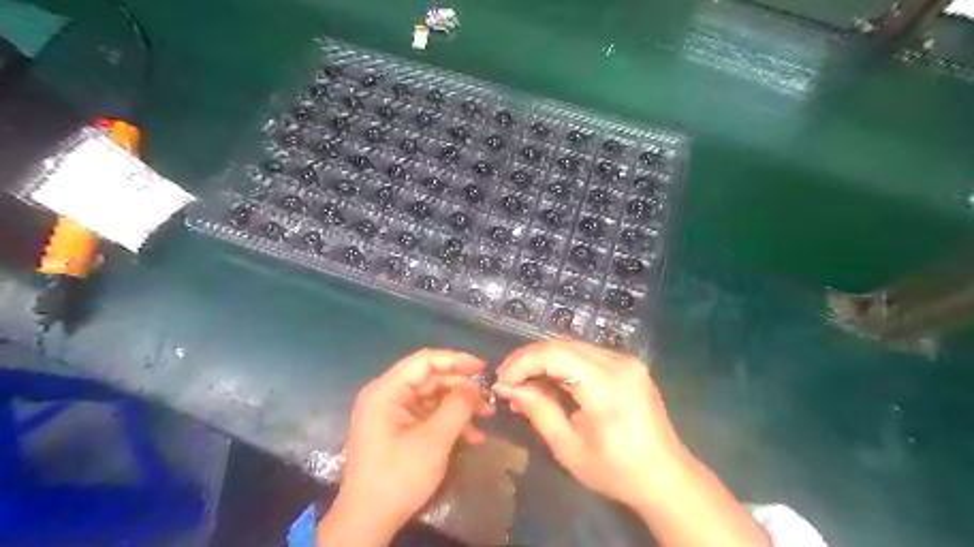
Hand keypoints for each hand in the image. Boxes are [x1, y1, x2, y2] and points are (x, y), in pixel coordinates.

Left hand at [322, 348, 494, 544]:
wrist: (369, 522)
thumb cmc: (398, 476)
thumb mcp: (434, 440)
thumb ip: (457, 406)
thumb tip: (475, 386)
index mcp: (387, 391)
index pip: (425, 361)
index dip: (456, 360)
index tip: (483, 368)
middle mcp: (388, 396)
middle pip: (431, 379)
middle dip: (462, 388)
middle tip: (489, 399)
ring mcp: (393, 413)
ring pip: (433, 397)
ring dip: (460, 406)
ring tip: (487, 416)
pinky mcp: (400, 429)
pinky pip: (429, 415)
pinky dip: (450, 422)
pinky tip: (473, 436)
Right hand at [491, 338, 677, 506]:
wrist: (666, 478)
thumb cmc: (616, 471)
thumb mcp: (568, 448)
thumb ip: (538, 410)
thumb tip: (507, 388)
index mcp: (607, 386)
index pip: (554, 355)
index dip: (522, 363)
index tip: (501, 382)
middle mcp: (619, 363)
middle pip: (562, 345)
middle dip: (529, 359)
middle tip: (507, 381)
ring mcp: (627, 361)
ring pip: (573, 347)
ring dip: (544, 361)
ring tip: (523, 384)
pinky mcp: (628, 365)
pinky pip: (586, 355)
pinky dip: (563, 365)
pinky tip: (549, 382)